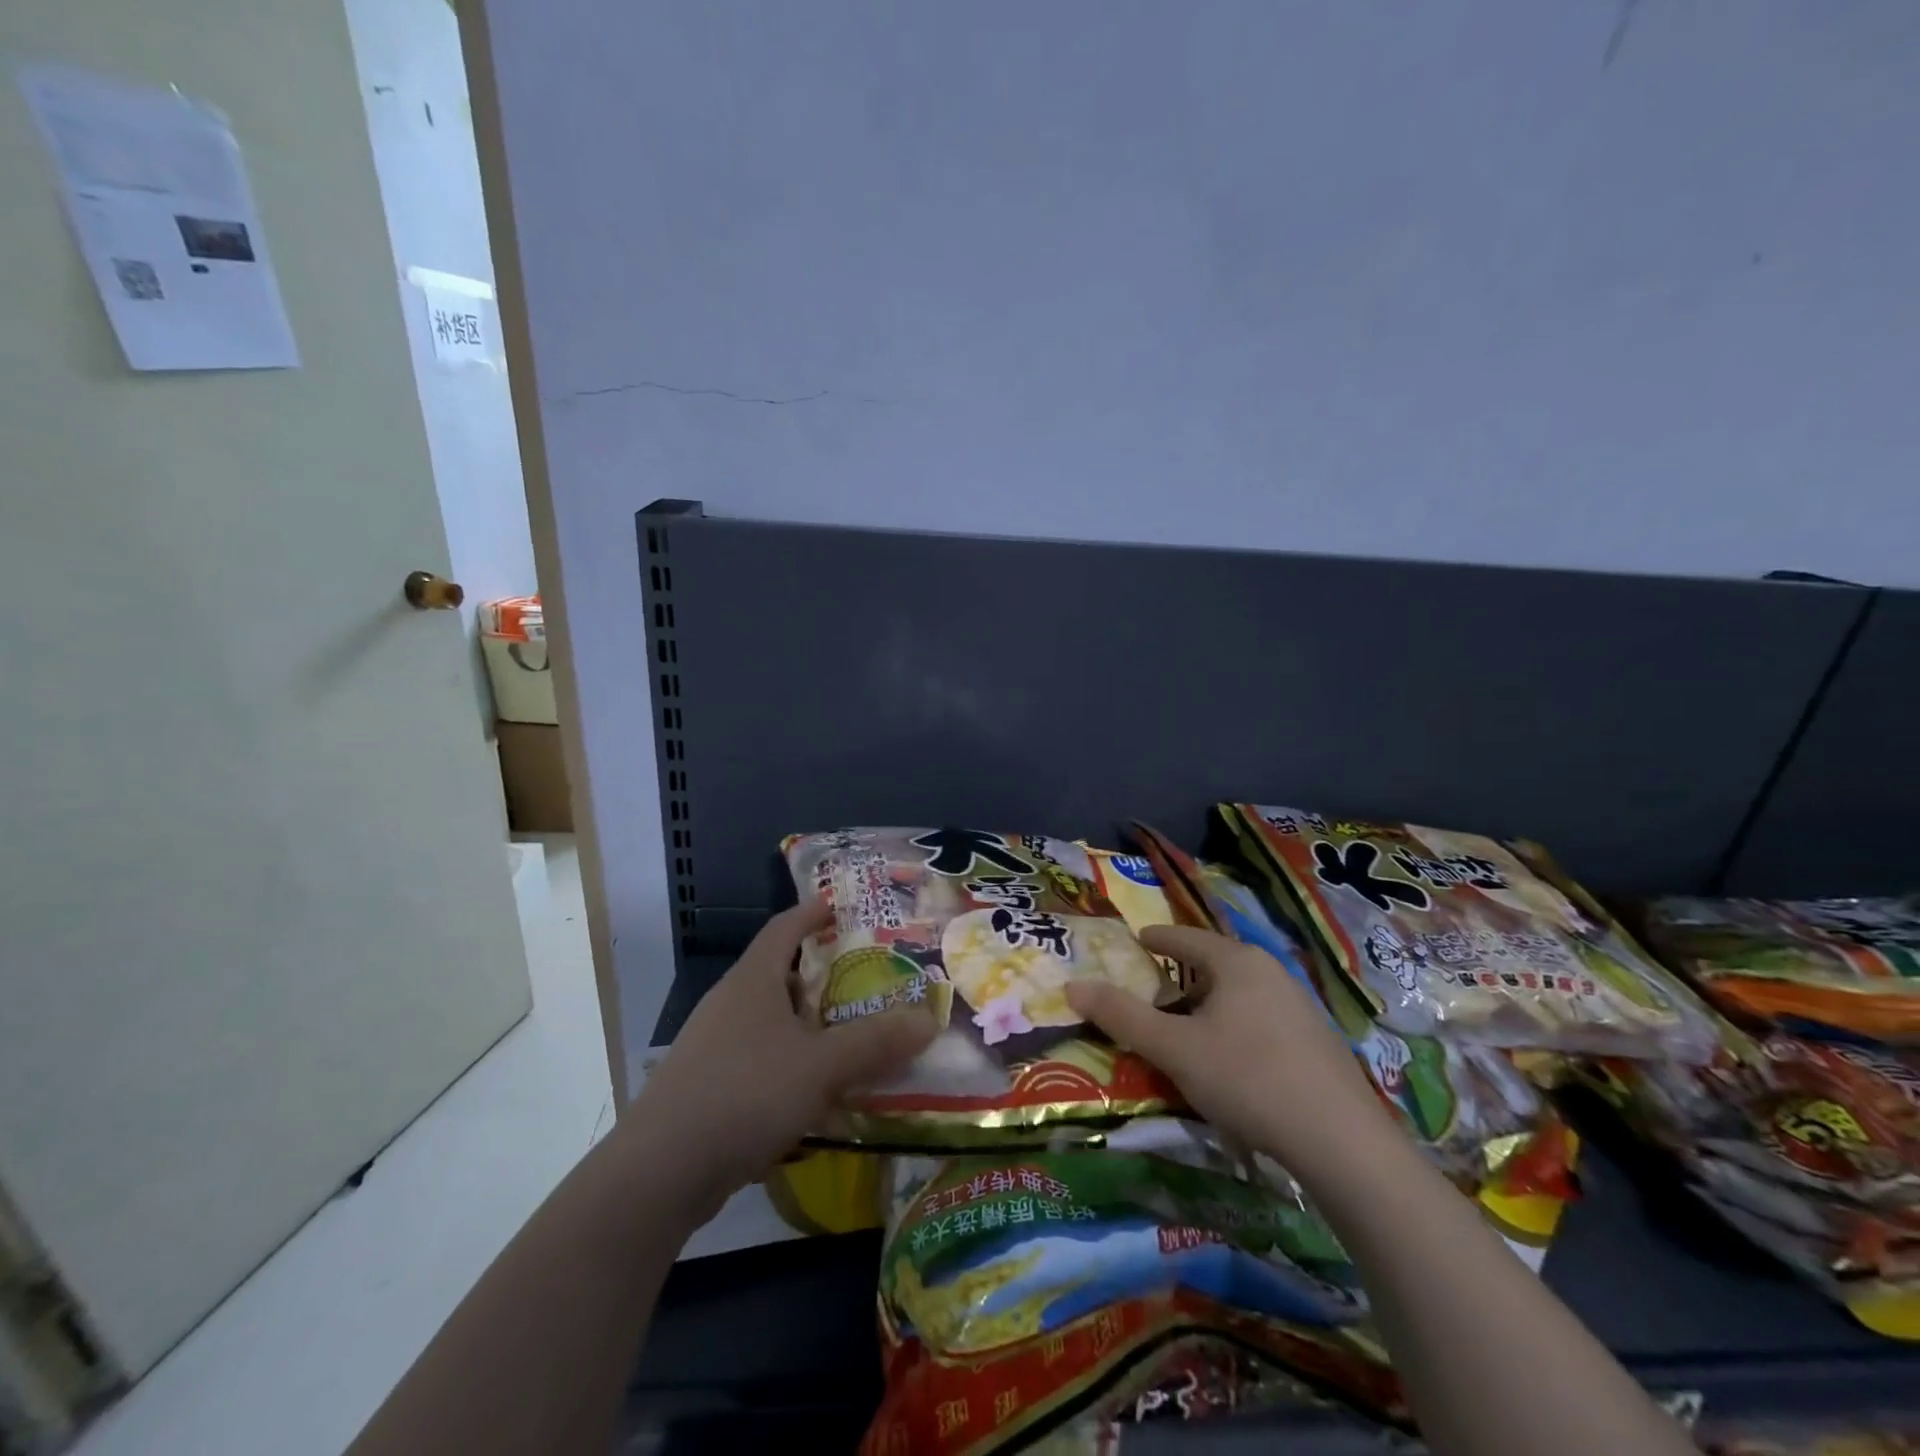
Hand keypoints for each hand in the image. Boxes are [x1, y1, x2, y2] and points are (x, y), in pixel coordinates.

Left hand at [620, 900, 937, 1226]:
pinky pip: (759, 1060)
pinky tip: (813, 1093)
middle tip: (864, 979)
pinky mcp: (706, 1087)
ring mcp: (713, 1046)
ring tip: (848, 1036)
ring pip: (770, 1021)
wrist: (660, 1172)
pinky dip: (789, 1064)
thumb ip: (875, 1042)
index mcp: (752, 981)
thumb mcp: (820, 1065)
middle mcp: (729, 1004)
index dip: (812, 913)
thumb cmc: (744, 1094)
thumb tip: (928, 1019)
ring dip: (807, 1025)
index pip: (784, 928)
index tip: (839, 905)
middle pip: (779, 974)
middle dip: (820, 974)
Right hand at [1066, 925, 1397, 1179]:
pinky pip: (1264, 1019)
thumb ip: (1122, 1016)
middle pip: (1215, 963)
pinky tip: (1234, 1061)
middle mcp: (1272, 972)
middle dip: (1183, 975)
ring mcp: (1302, 1006)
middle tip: (1155, 992)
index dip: (1157, 938)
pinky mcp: (1319, 1042)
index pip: (1186, 937)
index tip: (1137, 941)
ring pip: (1242, 993)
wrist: (1342, 1143)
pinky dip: (1238, 1026)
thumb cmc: (1247, 1079)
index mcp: (1237, 962)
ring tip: (1189, 1028)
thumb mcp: (1173, 1049)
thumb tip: (1073, 986)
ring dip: (1212, 1004)